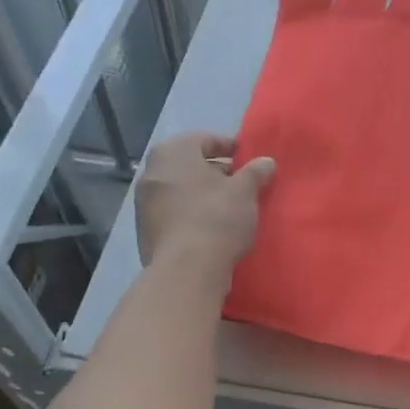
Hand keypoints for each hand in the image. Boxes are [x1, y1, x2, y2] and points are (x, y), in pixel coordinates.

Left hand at [135, 133, 275, 286]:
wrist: (186, 269)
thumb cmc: (216, 218)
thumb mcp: (245, 191)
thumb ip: (255, 172)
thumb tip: (266, 161)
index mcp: (173, 152)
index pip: (205, 139)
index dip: (229, 147)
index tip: (248, 159)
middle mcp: (152, 171)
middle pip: (189, 165)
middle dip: (214, 172)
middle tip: (240, 184)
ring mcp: (143, 202)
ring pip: (180, 190)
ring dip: (201, 195)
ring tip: (227, 208)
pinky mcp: (144, 230)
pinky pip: (173, 213)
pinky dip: (190, 214)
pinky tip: (209, 228)